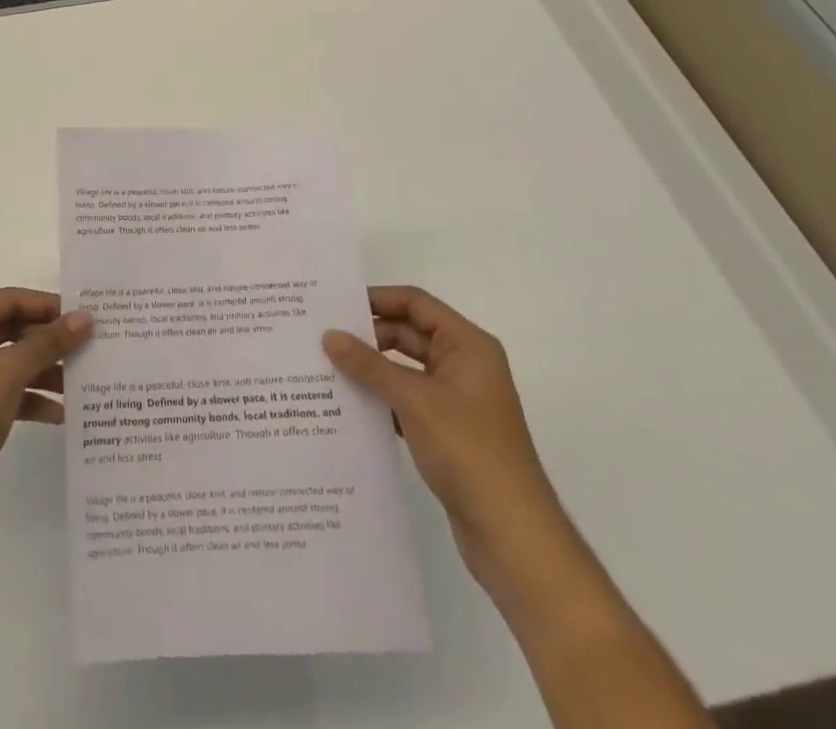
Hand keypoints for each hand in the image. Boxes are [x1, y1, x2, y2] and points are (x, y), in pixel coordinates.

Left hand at [0, 288, 92, 534]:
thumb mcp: (8, 373)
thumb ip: (48, 342)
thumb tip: (85, 317)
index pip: (8, 299)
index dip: (47, 306)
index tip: (85, 316)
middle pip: (8, 329)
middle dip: (47, 341)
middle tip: (88, 346)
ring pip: (6, 363)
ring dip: (42, 371)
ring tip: (81, 381)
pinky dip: (27, 398)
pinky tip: (59, 414)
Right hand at [323, 286, 563, 594]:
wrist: (513, 536)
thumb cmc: (470, 451)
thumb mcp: (415, 400)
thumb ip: (370, 365)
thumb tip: (329, 335)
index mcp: (468, 346)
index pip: (416, 303)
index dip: (377, 299)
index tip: (335, 304)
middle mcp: (465, 365)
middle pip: (409, 333)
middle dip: (368, 335)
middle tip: (322, 337)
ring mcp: (456, 400)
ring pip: (405, 369)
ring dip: (371, 369)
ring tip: (325, 368)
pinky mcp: (447, 431)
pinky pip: (406, 400)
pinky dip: (381, 398)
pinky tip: (348, 405)